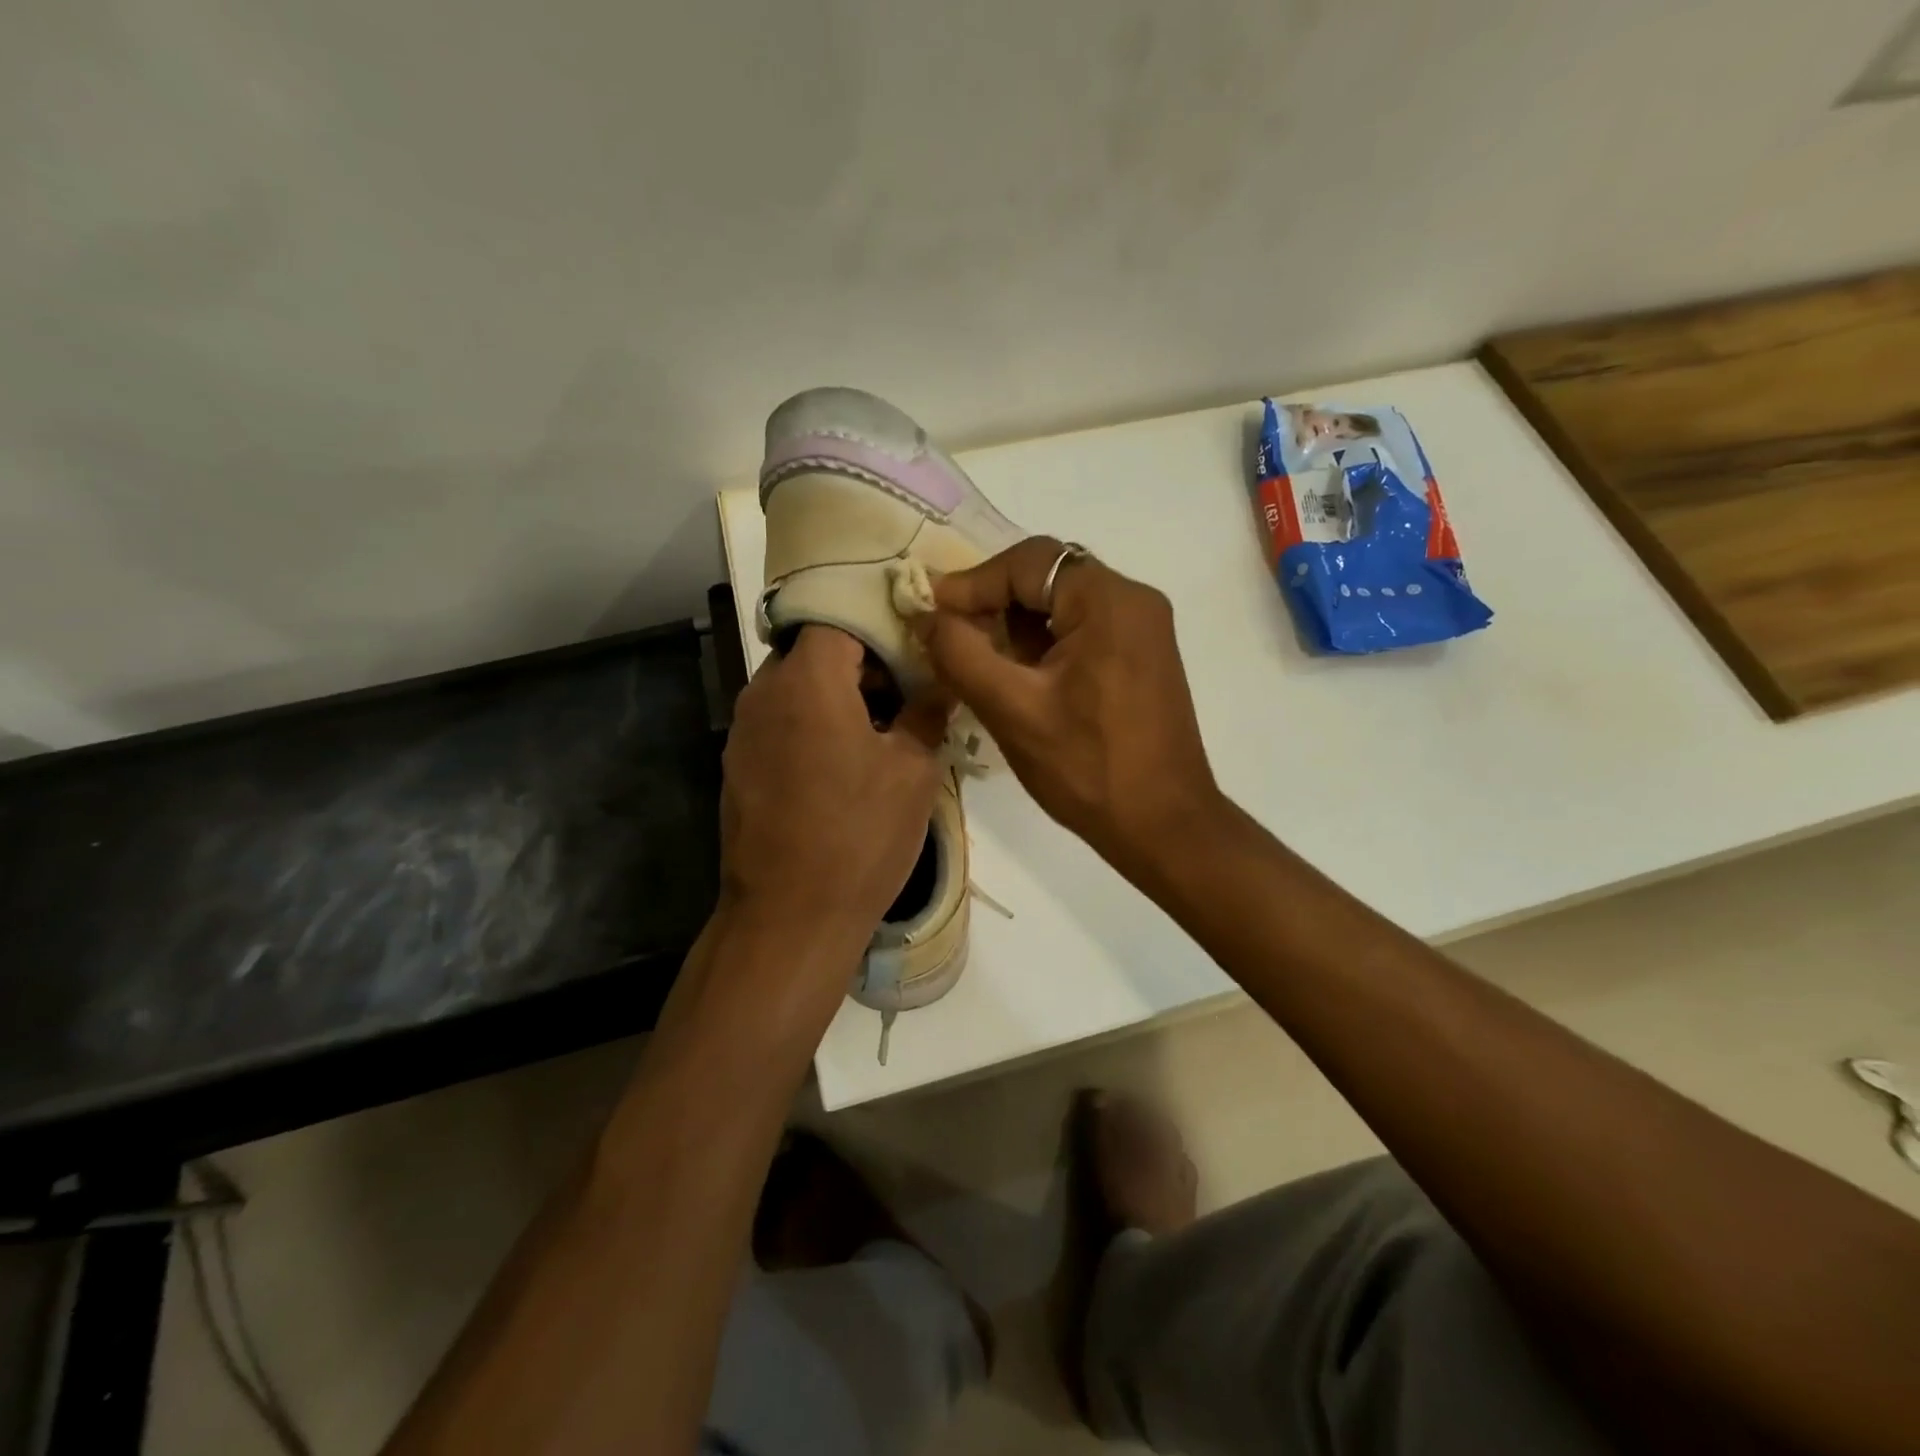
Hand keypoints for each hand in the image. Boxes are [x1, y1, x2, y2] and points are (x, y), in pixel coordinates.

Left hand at [721, 626, 948, 945]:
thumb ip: (928, 711)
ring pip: (796, 687)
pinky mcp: (737, 765)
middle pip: (814, 650)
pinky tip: (844, 766)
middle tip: (907, 695)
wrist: (789, 916)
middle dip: (862, 663)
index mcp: (806, 680)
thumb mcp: (913, 771)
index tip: (915, 650)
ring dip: (838, 696)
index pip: (839, 617)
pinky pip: (780, 722)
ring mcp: (743, 731)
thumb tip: (942, 680)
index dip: (880, 627)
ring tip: (882, 733)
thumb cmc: (859, 835)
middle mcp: (763, 692)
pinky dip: (813, 725)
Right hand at [912, 538, 1222, 882]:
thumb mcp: (1013, 710)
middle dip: (993, 602)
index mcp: (1110, 600)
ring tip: (975, 658)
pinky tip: (1016, 674)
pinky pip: (1082, 628)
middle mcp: (1134, 600)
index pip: (1028, 562)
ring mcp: (1143, 628)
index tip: (929, 613)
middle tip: (949, 635)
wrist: (1163, 825)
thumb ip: (961, 654)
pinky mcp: (1141, 655)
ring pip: (1062, 603)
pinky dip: (1043, 642)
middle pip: (1047, 576)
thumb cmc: (1088, 768)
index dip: (972, 583)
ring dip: (1016, 624)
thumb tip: (926, 616)